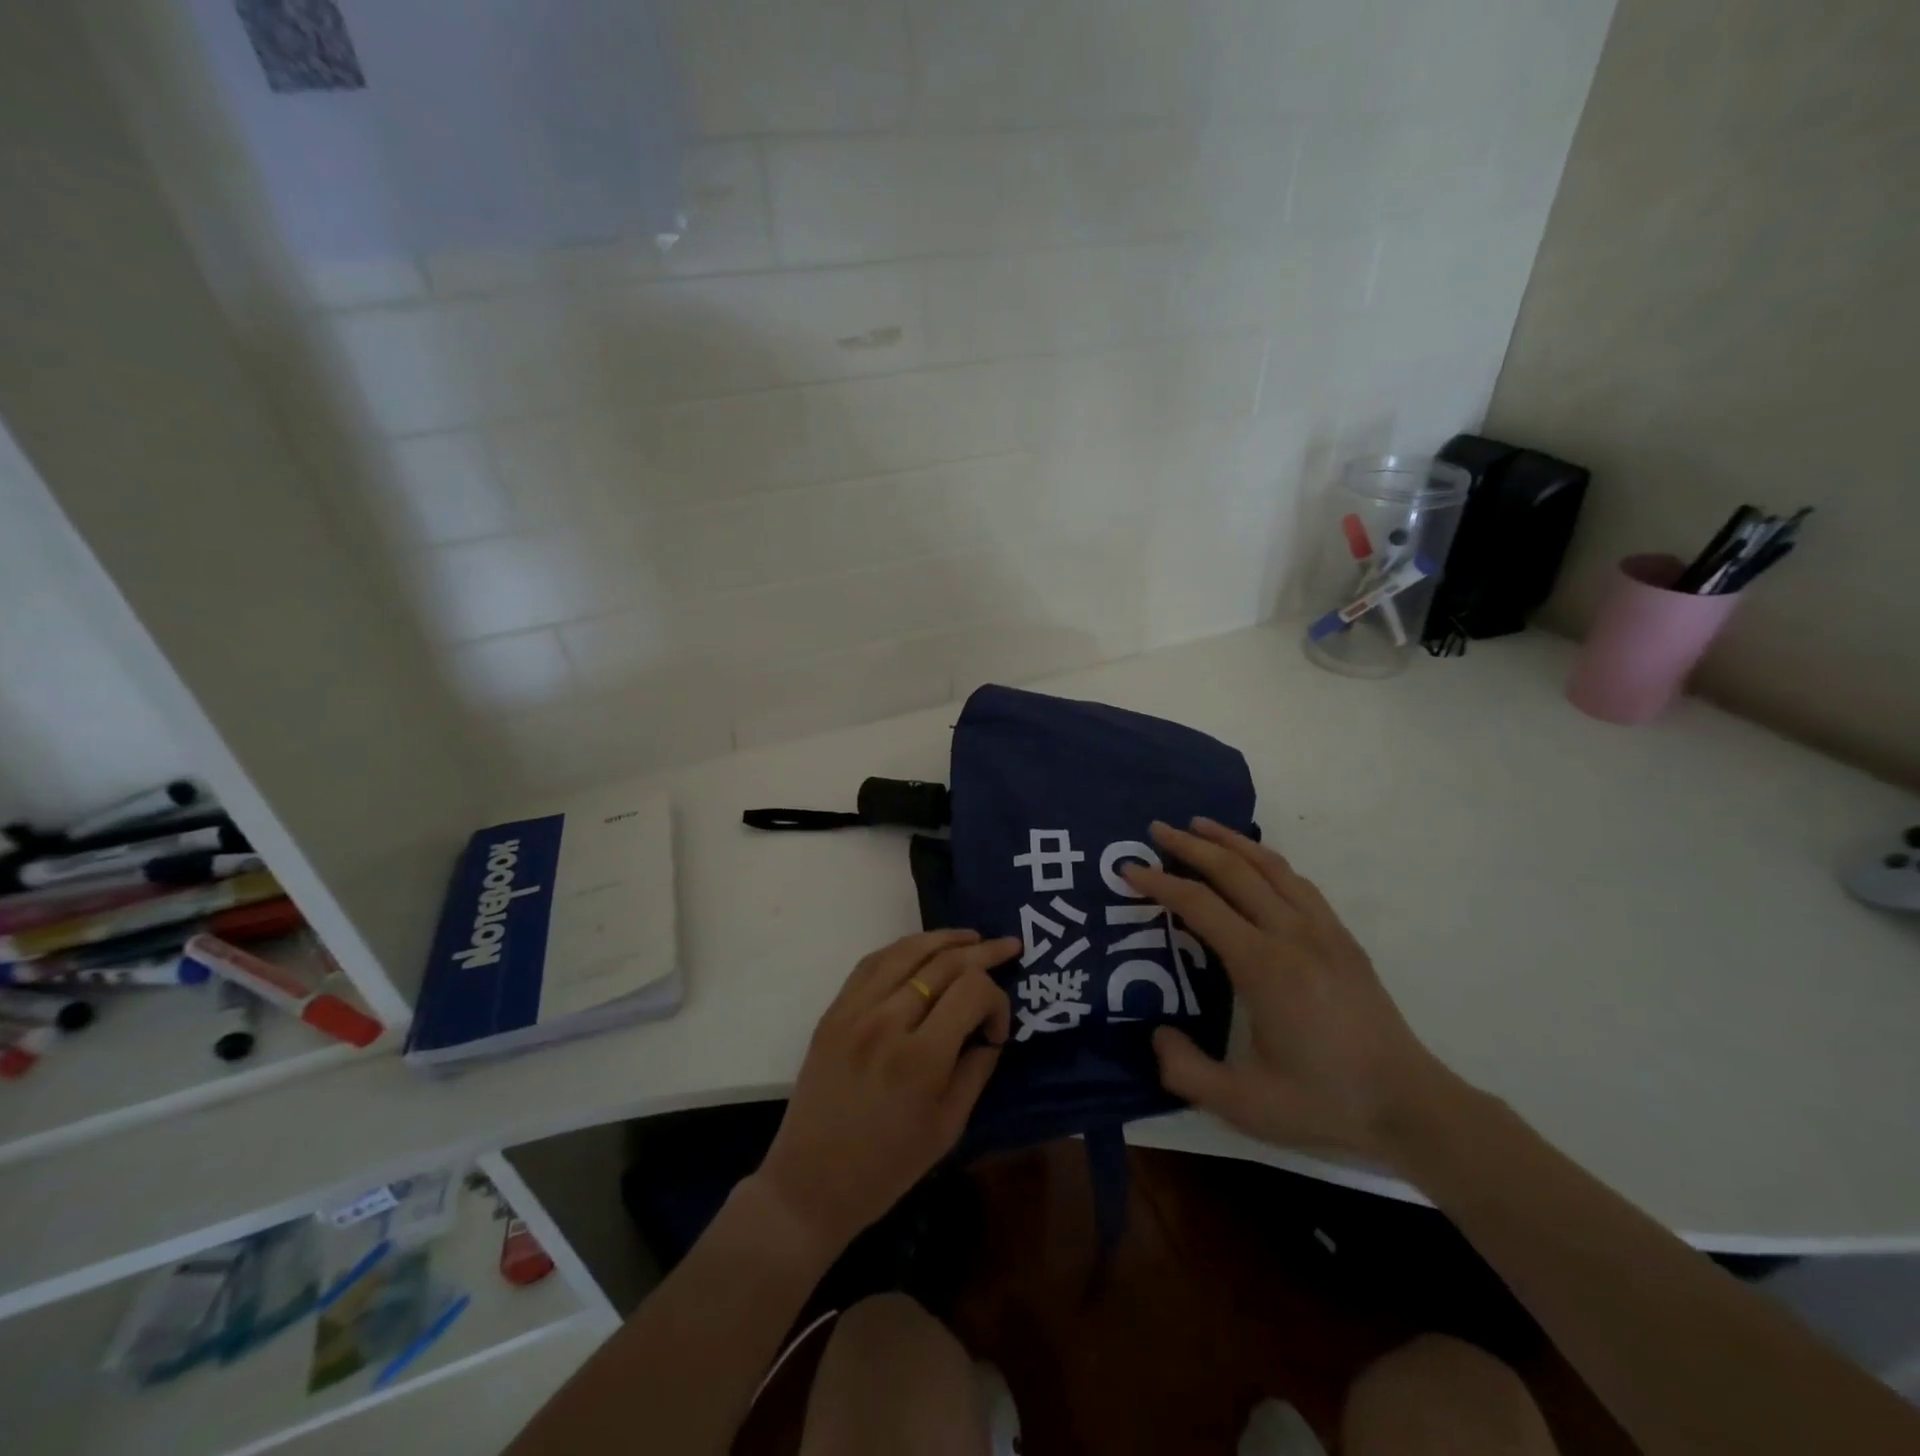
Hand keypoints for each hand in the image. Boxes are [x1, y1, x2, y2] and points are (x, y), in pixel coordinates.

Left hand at [756, 929, 1018, 1254]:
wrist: (810, 1183)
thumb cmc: (887, 1167)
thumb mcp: (948, 1127)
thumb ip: (976, 1070)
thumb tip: (990, 1032)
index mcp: (921, 1058)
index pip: (972, 991)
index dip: (997, 1001)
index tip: (997, 1030)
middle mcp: (887, 1021)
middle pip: (944, 962)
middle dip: (984, 952)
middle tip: (1010, 946)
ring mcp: (855, 1011)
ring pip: (907, 950)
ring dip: (944, 938)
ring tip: (971, 936)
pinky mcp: (834, 1011)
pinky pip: (872, 963)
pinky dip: (902, 948)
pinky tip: (922, 948)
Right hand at [1123, 819, 1458, 1165]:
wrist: (1411, 1108)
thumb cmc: (1324, 1103)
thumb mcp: (1244, 1105)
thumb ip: (1187, 1071)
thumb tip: (1156, 1035)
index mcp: (1263, 965)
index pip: (1200, 905)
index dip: (1160, 883)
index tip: (1129, 869)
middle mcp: (1292, 934)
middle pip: (1234, 870)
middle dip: (1191, 845)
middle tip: (1157, 829)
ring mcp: (1323, 931)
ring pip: (1270, 866)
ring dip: (1231, 841)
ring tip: (1200, 825)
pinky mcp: (1343, 938)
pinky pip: (1298, 882)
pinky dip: (1267, 861)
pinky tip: (1255, 864)